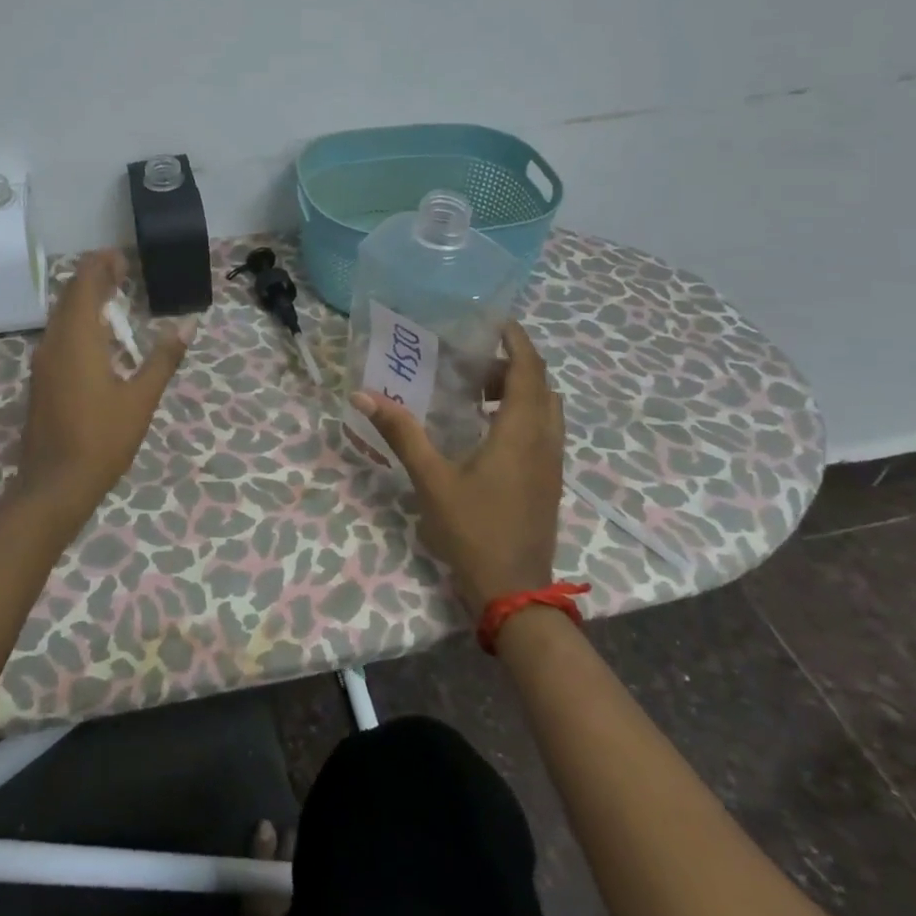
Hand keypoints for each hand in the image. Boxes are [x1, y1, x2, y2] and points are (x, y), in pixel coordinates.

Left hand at [14, 250, 193, 530]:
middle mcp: (54, 342)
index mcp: (77, 338)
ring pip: (61, 316)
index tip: (122, 257)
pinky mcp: (42, 379)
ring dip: (85, 300)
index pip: (84, 284)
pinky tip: (98, 336)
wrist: (54, 485)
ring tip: (114, 297)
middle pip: (69, 296)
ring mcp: (43, 362)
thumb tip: (188, 325)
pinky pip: (58, 335)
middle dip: (94, 278)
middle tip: (122, 271)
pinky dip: (78, 322)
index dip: (101, 265)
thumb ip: (163, 358)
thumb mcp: (141, 399)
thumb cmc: (101, 439)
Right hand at [351, 322, 565, 611]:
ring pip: (546, 408)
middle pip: (540, 384)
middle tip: (470, 360)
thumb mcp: (432, 479)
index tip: (494, 320)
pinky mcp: (549, 481)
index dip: (517, 340)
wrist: (516, 594)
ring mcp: (552, 463)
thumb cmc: (474, 530)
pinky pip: (544, 429)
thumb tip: (364, 394)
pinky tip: (486, 429)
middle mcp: (545, 440)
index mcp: (521, 432)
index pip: (529, 369)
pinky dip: (522, 413)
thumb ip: (401, 433)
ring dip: (519, 389)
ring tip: (476, 391)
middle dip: (512, 363)